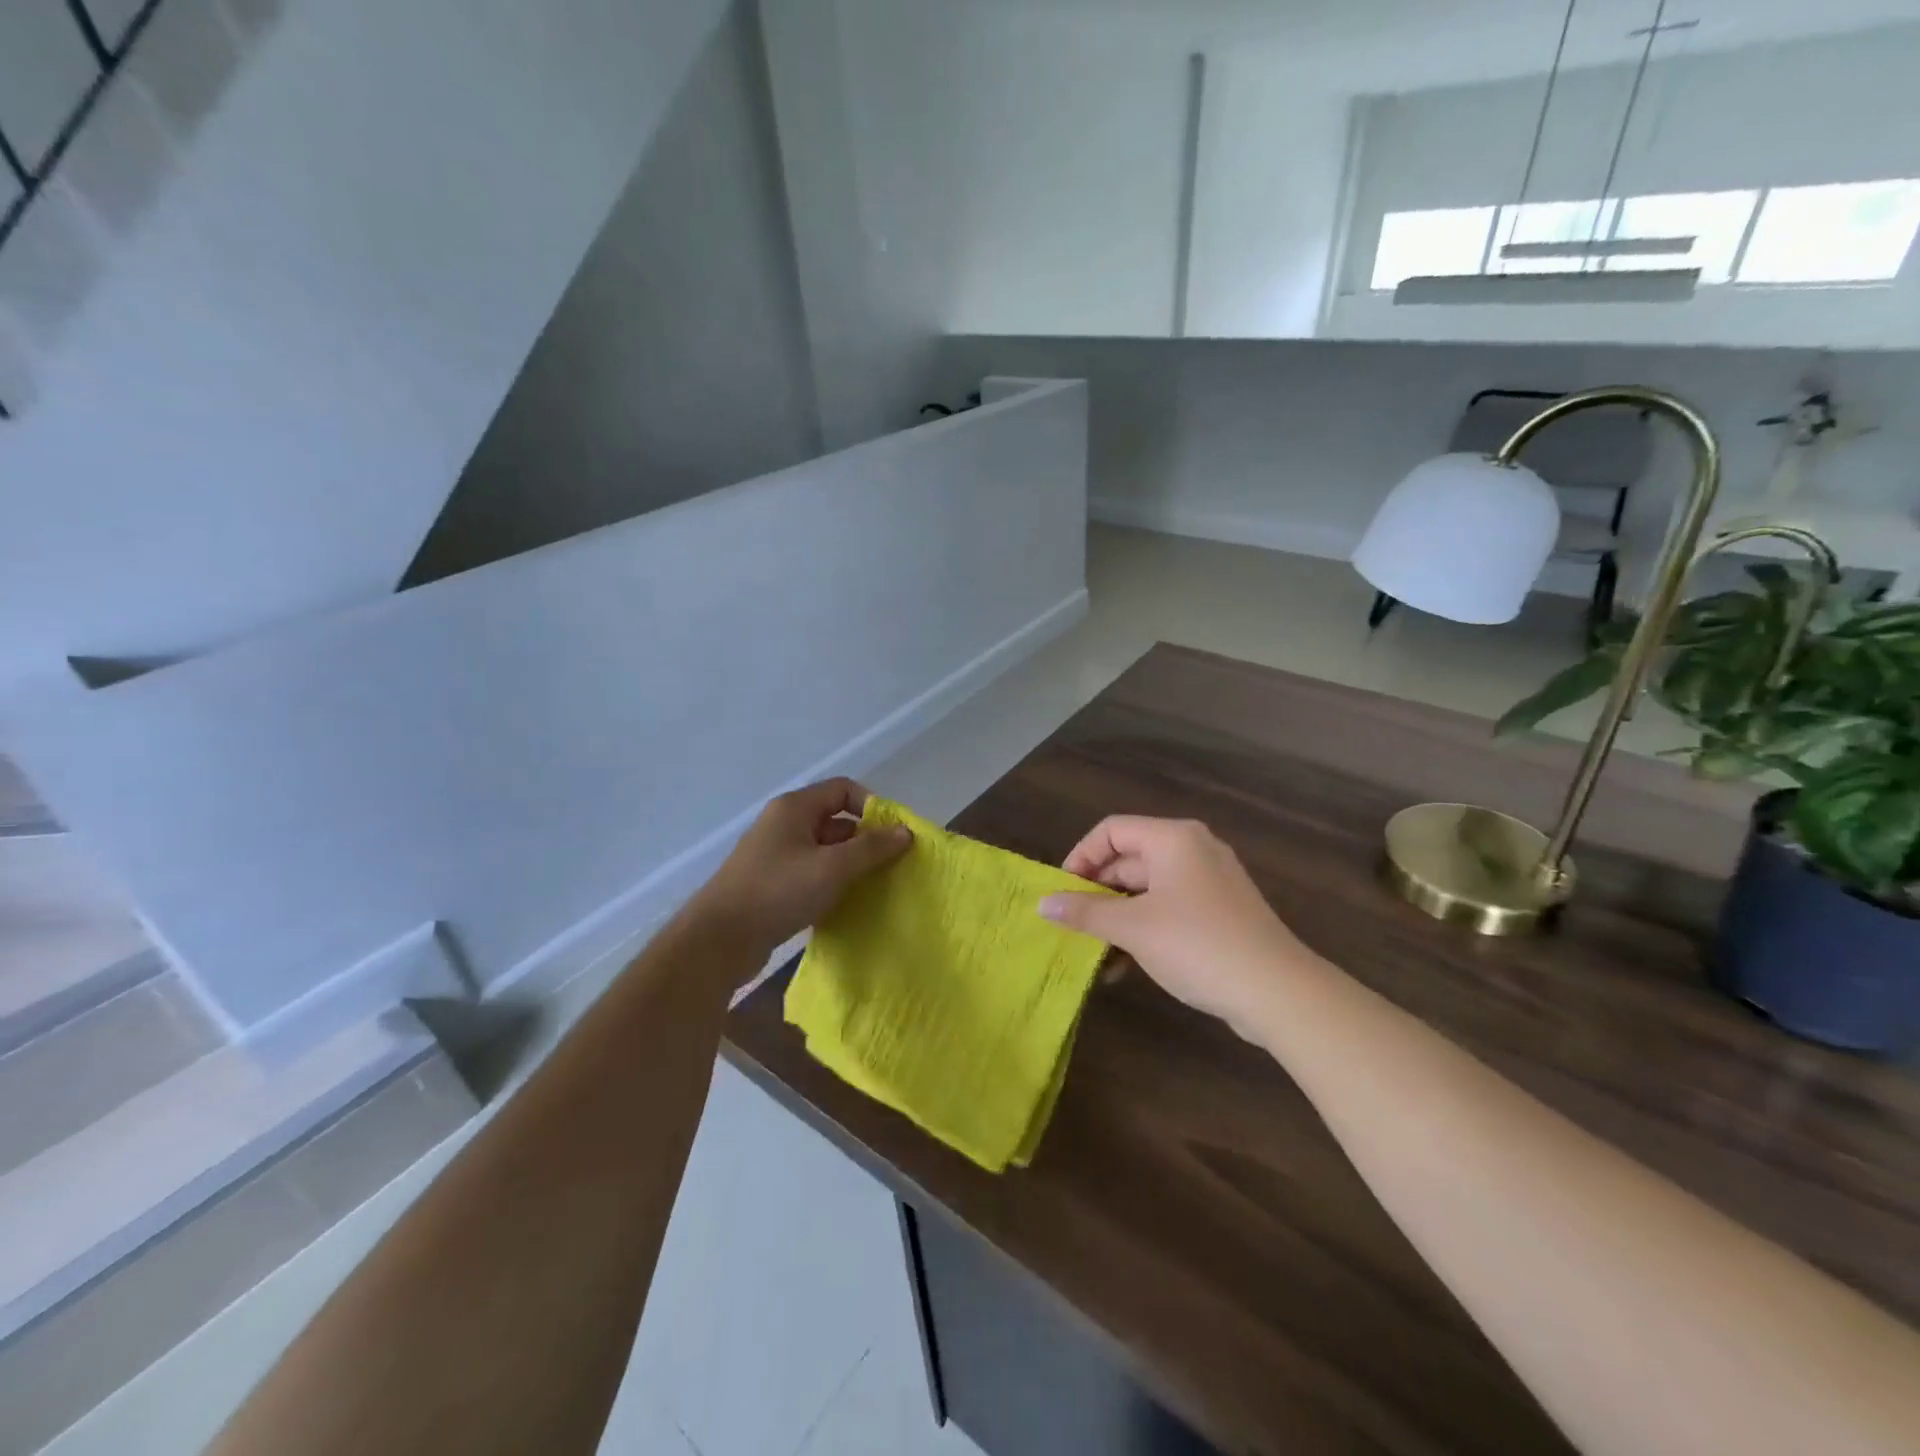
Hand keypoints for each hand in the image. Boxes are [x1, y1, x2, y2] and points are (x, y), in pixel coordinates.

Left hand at [690, 778, 911, 957]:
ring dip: (850, 864)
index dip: (872, 806)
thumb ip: (872, 848)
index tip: (893, 835)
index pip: (843, 789)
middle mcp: (784, 824)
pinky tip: (846, 903)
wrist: (719, 940)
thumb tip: (905, 831)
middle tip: (891, 865)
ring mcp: (775, 855)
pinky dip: (831, 882)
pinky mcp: (771, 884)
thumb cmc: (778, 892)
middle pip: (835, 820)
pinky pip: (811, 873)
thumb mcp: (832, 867)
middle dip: (865, 839)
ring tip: (874, 886)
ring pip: (824, 850)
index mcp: (794, 808)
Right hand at [1039, 817, 1307, 1031]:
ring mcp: (1209, 882)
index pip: (1111, 831)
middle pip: (1129, 860)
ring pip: (1147, 890)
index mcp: (1172, 838)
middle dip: (1097, 893)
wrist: (1277, 991)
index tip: (1061, 892)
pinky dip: (1143, 929)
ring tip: (1094, 953)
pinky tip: (1124, 966)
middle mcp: (1192, 850)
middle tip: (1071, 926)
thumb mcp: (1132, 927)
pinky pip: (1169, 909)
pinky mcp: (1220, 912)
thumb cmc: (1197, 944)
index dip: (1080, 857)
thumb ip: (1085, 911)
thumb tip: (1043, 903)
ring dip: (1117, 918)